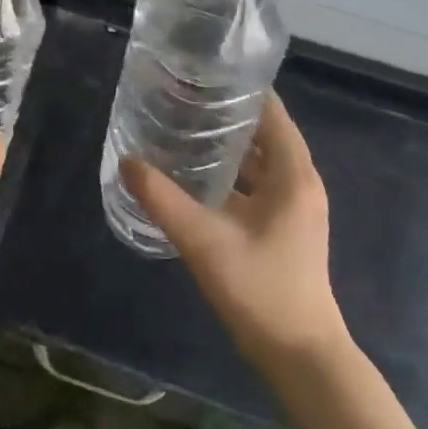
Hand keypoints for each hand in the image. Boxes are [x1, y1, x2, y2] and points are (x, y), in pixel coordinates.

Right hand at [120, 93, 348, 365]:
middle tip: (182, 96)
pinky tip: (196, 175)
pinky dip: (232, 172)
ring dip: (228, 144)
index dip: (242, 89)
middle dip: (227, 113)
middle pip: (265, 133)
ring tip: (184, 126)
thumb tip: (127, 162)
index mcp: (293, 175)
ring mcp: (294, 207)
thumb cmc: (260, 289)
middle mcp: (299, 183)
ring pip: (260, 161)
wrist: (300, 356)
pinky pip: (257, 184)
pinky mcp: (283, 227)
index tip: (203, 73)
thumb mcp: (203, 240)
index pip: (272, 113)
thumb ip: (162, 199)